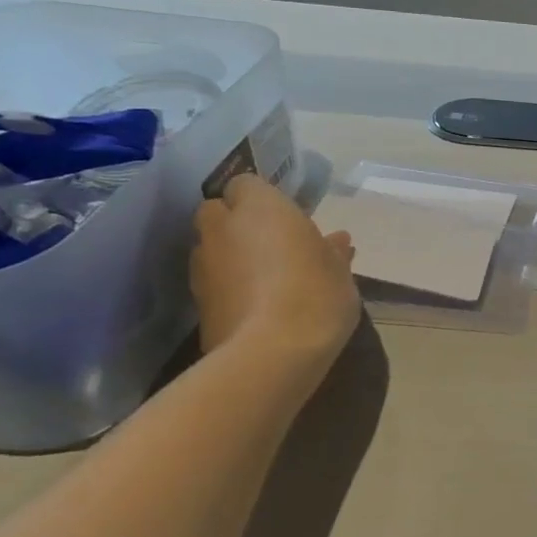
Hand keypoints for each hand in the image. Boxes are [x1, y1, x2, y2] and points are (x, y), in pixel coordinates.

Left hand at [190, 173, 360, 365]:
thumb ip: (332, 250)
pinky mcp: (196, 301)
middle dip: (238, 223)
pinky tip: (257, 305)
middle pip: (218, 212)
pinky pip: (213, 281)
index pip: (247, 183)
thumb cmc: (317, 293)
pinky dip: (228, 286)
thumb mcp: (340, 269)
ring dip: (231, 255)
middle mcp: (222, 227)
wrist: (273, 352)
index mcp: (261, 207)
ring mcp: (203, 264)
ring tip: (266, 279)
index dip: (264, 199)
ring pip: (212, 247)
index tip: (288, 219)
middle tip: (272, 245)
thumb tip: (336, 241)